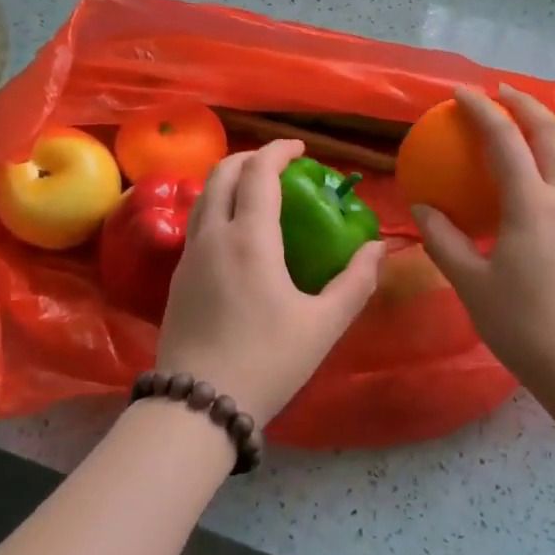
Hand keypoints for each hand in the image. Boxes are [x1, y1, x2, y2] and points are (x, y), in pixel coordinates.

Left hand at [155, 138, 384, 423]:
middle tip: (279, 165)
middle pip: (223, 173)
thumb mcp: (323, 325)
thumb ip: (355, 282)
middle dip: (250, 157)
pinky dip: (217, 206)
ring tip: (256, 192)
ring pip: (204, 196)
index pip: (259, 172)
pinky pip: (196, 222)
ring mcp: (189, 255)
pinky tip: (236, 233)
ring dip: (229, 180)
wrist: (196, 405)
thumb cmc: (267, 361)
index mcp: (249, 238)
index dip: (279, 151)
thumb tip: (377, 249)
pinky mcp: (177, 277)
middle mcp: (213, 235)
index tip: (300, 149)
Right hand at [414, 85, 554, 400]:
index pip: (505, 140)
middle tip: (498, 92)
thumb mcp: (470, 282)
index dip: (481, 111)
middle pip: (550, 133)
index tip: (459, 93)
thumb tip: (424, 207)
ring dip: (543, 127)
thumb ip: (443, 239)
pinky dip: (549, 155)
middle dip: (525, 104)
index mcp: (532, 204)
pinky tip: (530, 173)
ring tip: (518, 121)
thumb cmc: (522, 323)